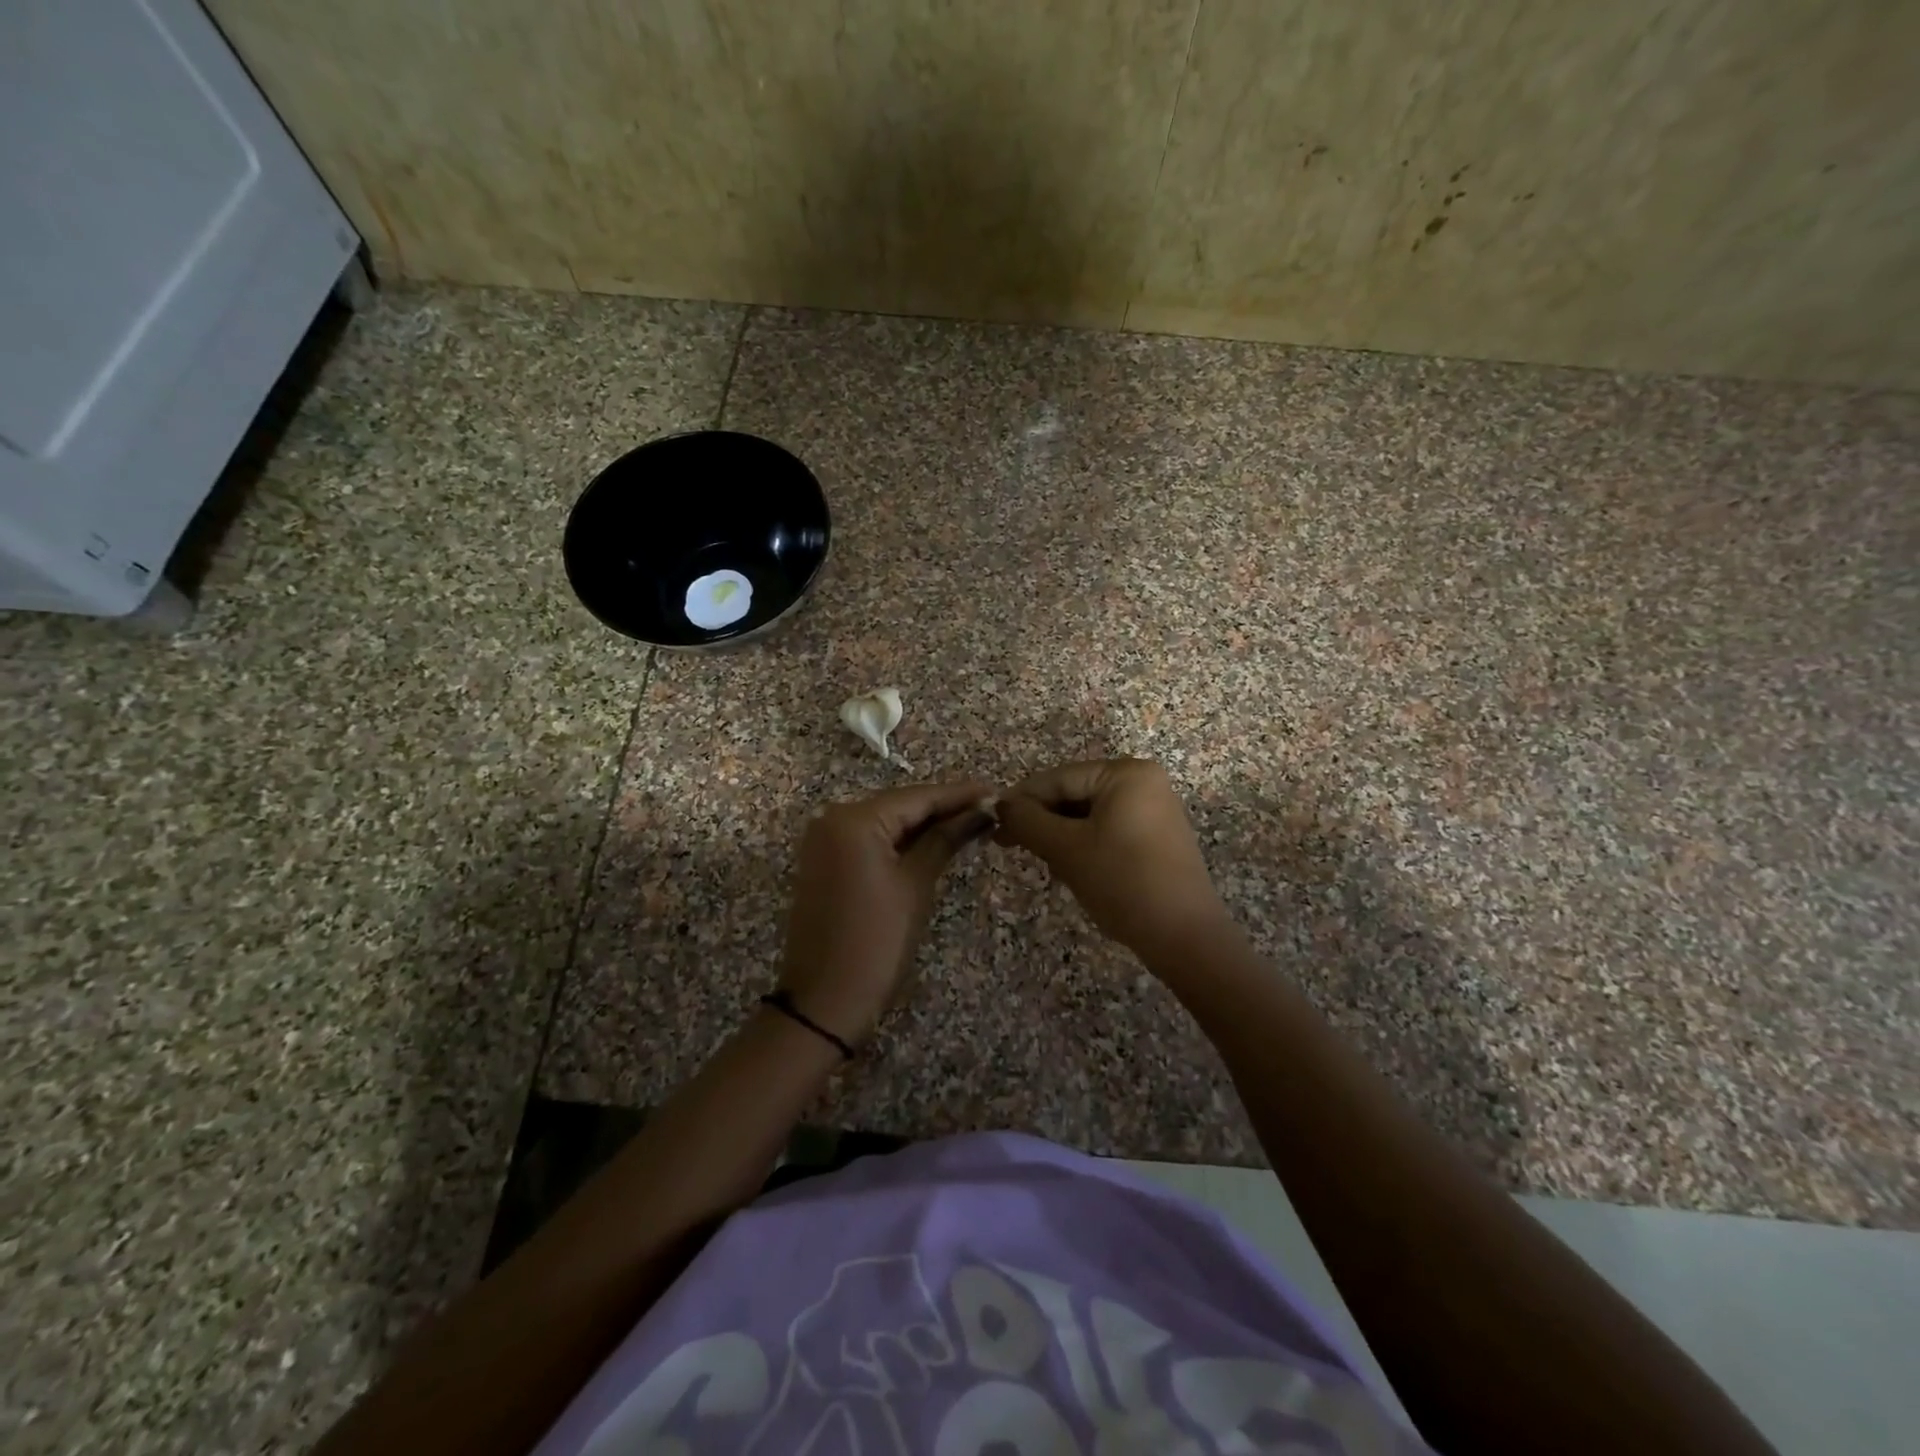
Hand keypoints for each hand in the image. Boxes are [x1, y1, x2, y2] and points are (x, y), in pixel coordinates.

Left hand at [778, 781, 995, 1044]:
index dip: (958, 794)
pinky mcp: (824, 862)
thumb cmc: (876, 942)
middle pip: (899, 805)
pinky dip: (900, 841)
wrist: (824, 1002)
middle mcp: (832, 819)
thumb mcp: (915, 886)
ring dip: (923, 824)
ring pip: (884, 822)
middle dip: (942, 808)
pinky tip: (933, 841)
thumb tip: (980, 812)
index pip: (917, 797)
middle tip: (988, 808)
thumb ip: (945, 839)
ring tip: (970, 822)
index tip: (995, 790)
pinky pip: (869, 840)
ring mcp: (824, 841)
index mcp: (854, 820)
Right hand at [995, 758, 1232, 962]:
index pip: (1058, 778)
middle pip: (1073, 793)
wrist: (1184, 938)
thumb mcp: (1066, 849)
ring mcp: (1153, 810)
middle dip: (1042, 820)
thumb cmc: (1122, 882)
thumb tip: (998, 804)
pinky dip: (1083, 844)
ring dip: (1059, 835)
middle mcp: (1143, 782)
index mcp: (1126, 773)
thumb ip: (1027, 821)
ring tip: (1040, 861)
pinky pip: (1107, 829)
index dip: (1021, 801)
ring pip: (1087, 814)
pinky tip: (1069, 867)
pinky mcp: (1155, 837)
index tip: (991, 823)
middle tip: (1007, 845)